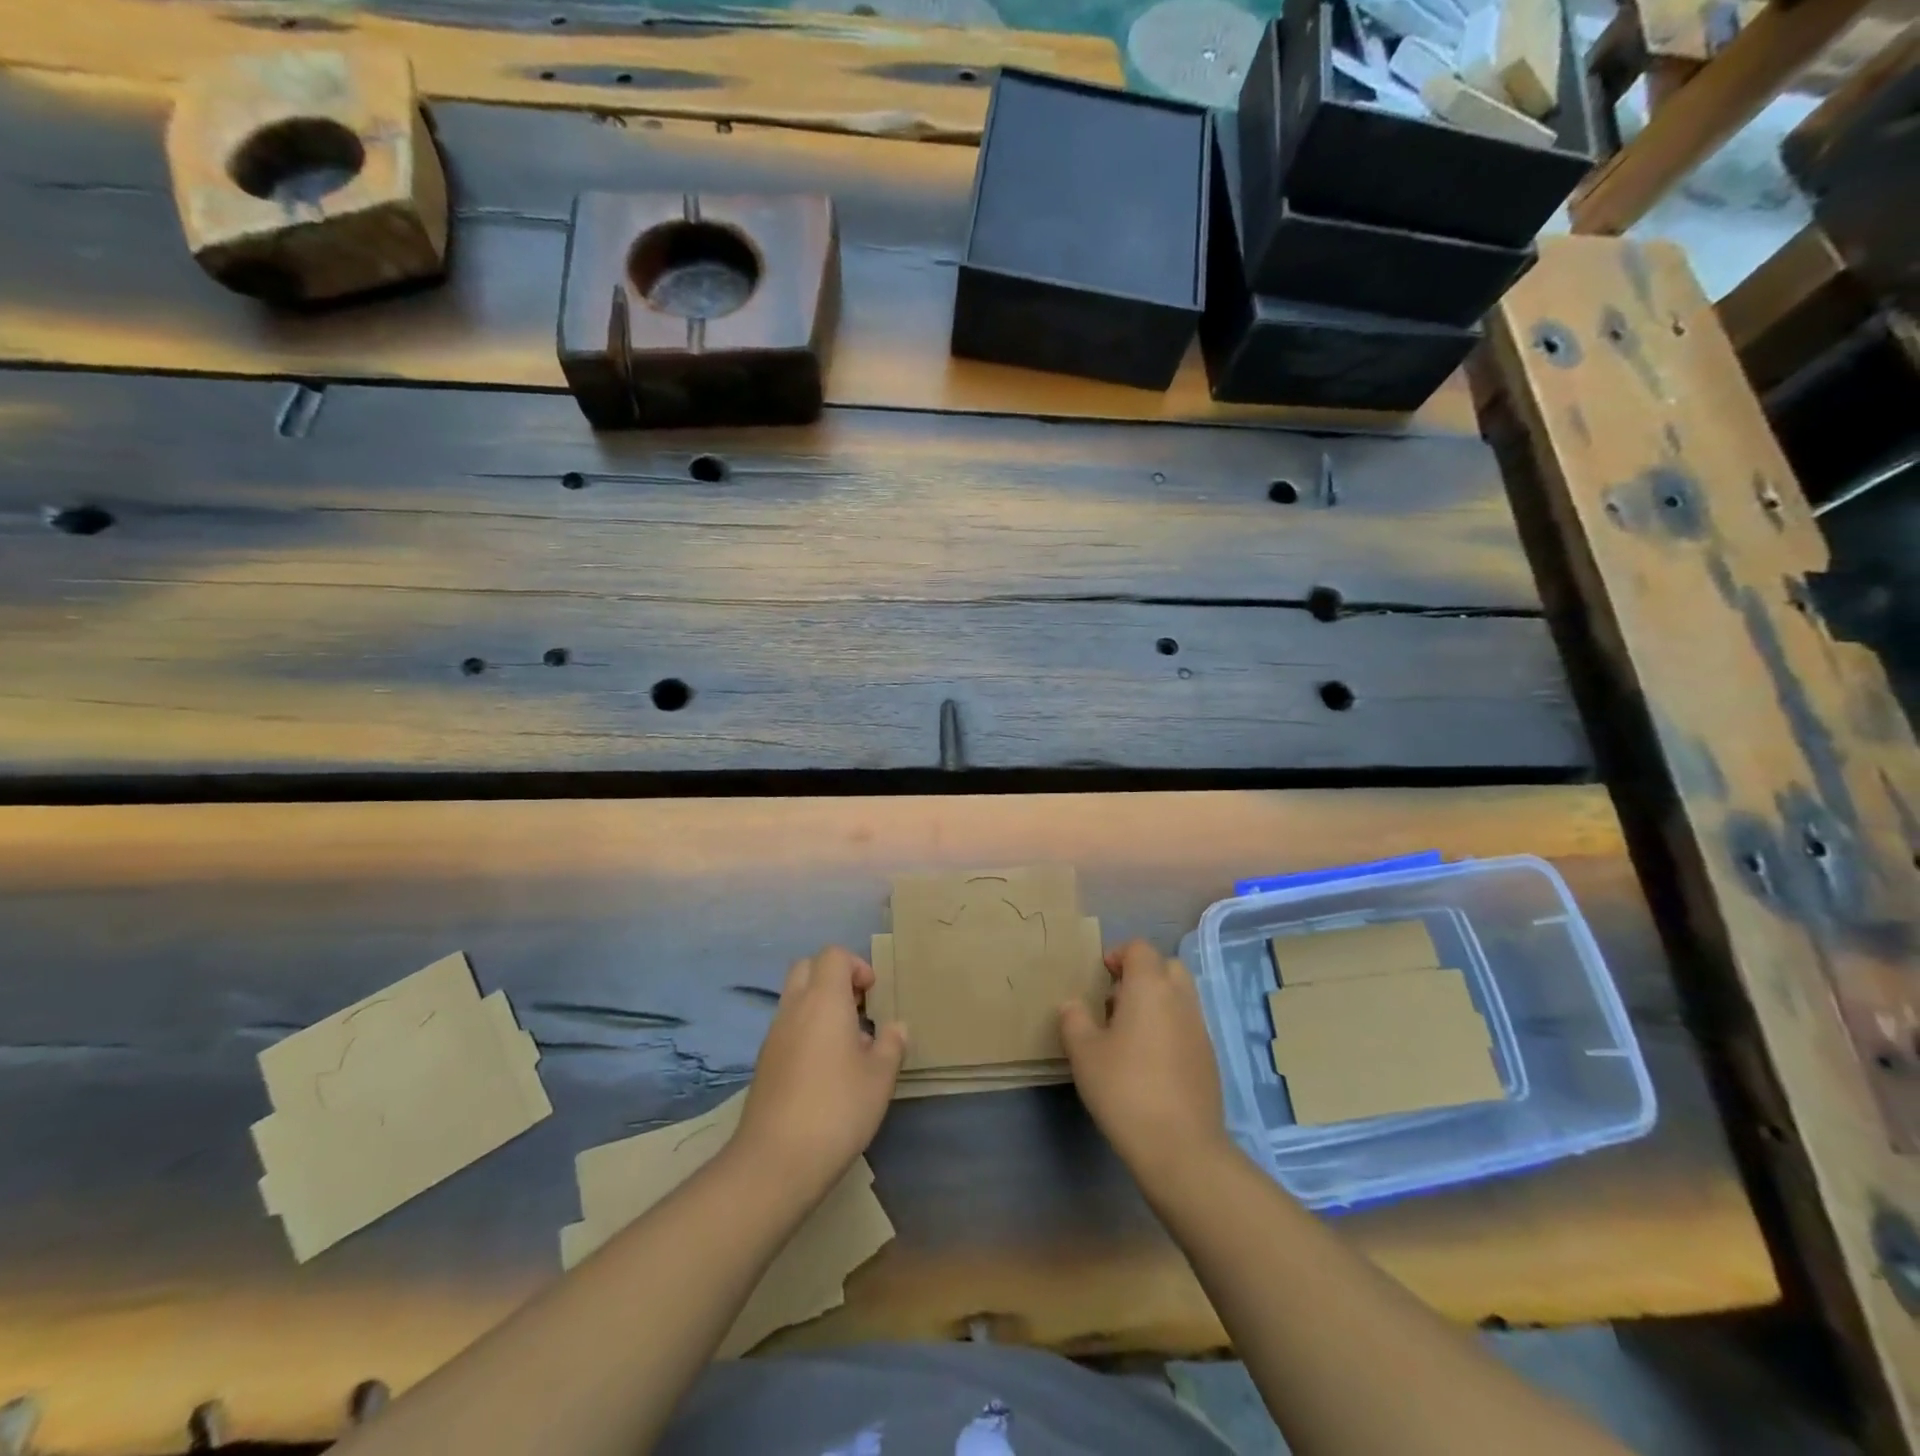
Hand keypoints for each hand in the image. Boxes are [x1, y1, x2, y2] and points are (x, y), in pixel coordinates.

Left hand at [735, 946, 907, 1200]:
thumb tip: (896, 1027)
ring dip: (819, 1005)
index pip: (833, 955)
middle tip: (858, 1008)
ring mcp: (774, 1035)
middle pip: (807, 967)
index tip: (873, 994)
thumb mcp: (880, 1077)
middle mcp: (794, 1008)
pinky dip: (806, 1030)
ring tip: (847, 1043)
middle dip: (834, 977)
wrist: (776, 1160)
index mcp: (824, 1000)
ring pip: (794, 998)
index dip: (856, 965)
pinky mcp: (764, 1062)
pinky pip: (787, 1027)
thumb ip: (891, 1044)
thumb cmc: (837, 1108)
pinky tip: (825, 1069)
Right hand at [1060, 939, 1231, 1189]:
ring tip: (1129, 1032)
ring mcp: (1200, 1029)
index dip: (1119, 954)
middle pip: (1166, 967)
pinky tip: (1149, 1061)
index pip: (1140, 949)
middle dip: (1142, 974)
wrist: (1180, 1147)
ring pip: (1180, 997)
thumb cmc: (1125, 1089)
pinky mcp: (1209, 1058)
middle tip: (1116, 999)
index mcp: (1150, 987)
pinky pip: (1187, 1025)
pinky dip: (1169, 1028)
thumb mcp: (1084, 1053)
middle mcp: (1180, 999)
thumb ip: (1074, 1020)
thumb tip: (1073, 1004)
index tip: (1101, 975)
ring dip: (1157, 1001)